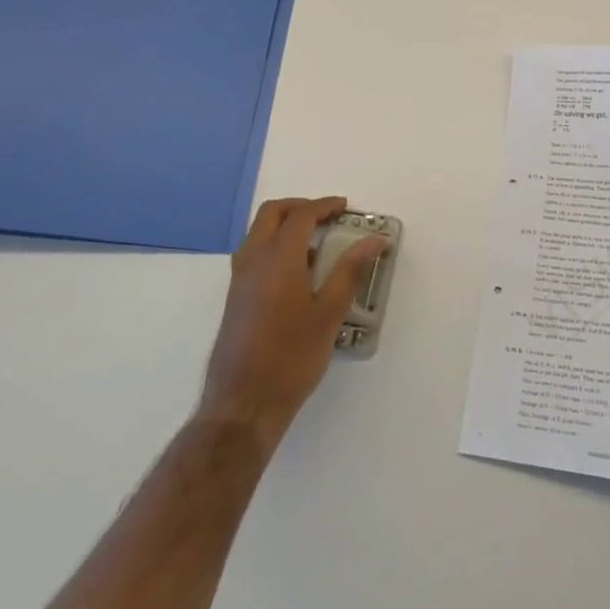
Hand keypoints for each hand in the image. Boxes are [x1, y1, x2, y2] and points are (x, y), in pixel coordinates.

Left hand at [197, 196, 387, 454]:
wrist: (244, 402)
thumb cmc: (292, 356)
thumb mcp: (329, 312)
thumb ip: (351, 270)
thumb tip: (374, 239)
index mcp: (278, 258)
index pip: (301, 216)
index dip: (324, 206)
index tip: (345, 207)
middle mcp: (253, 260)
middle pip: (272, 213)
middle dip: (300, 207)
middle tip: (327, 216)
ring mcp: (239, 278)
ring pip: (258, 232)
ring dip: (284, 225)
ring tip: (316, 244)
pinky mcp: (234, 297)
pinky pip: (253, 253)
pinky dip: (274, 245)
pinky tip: (297, 273)